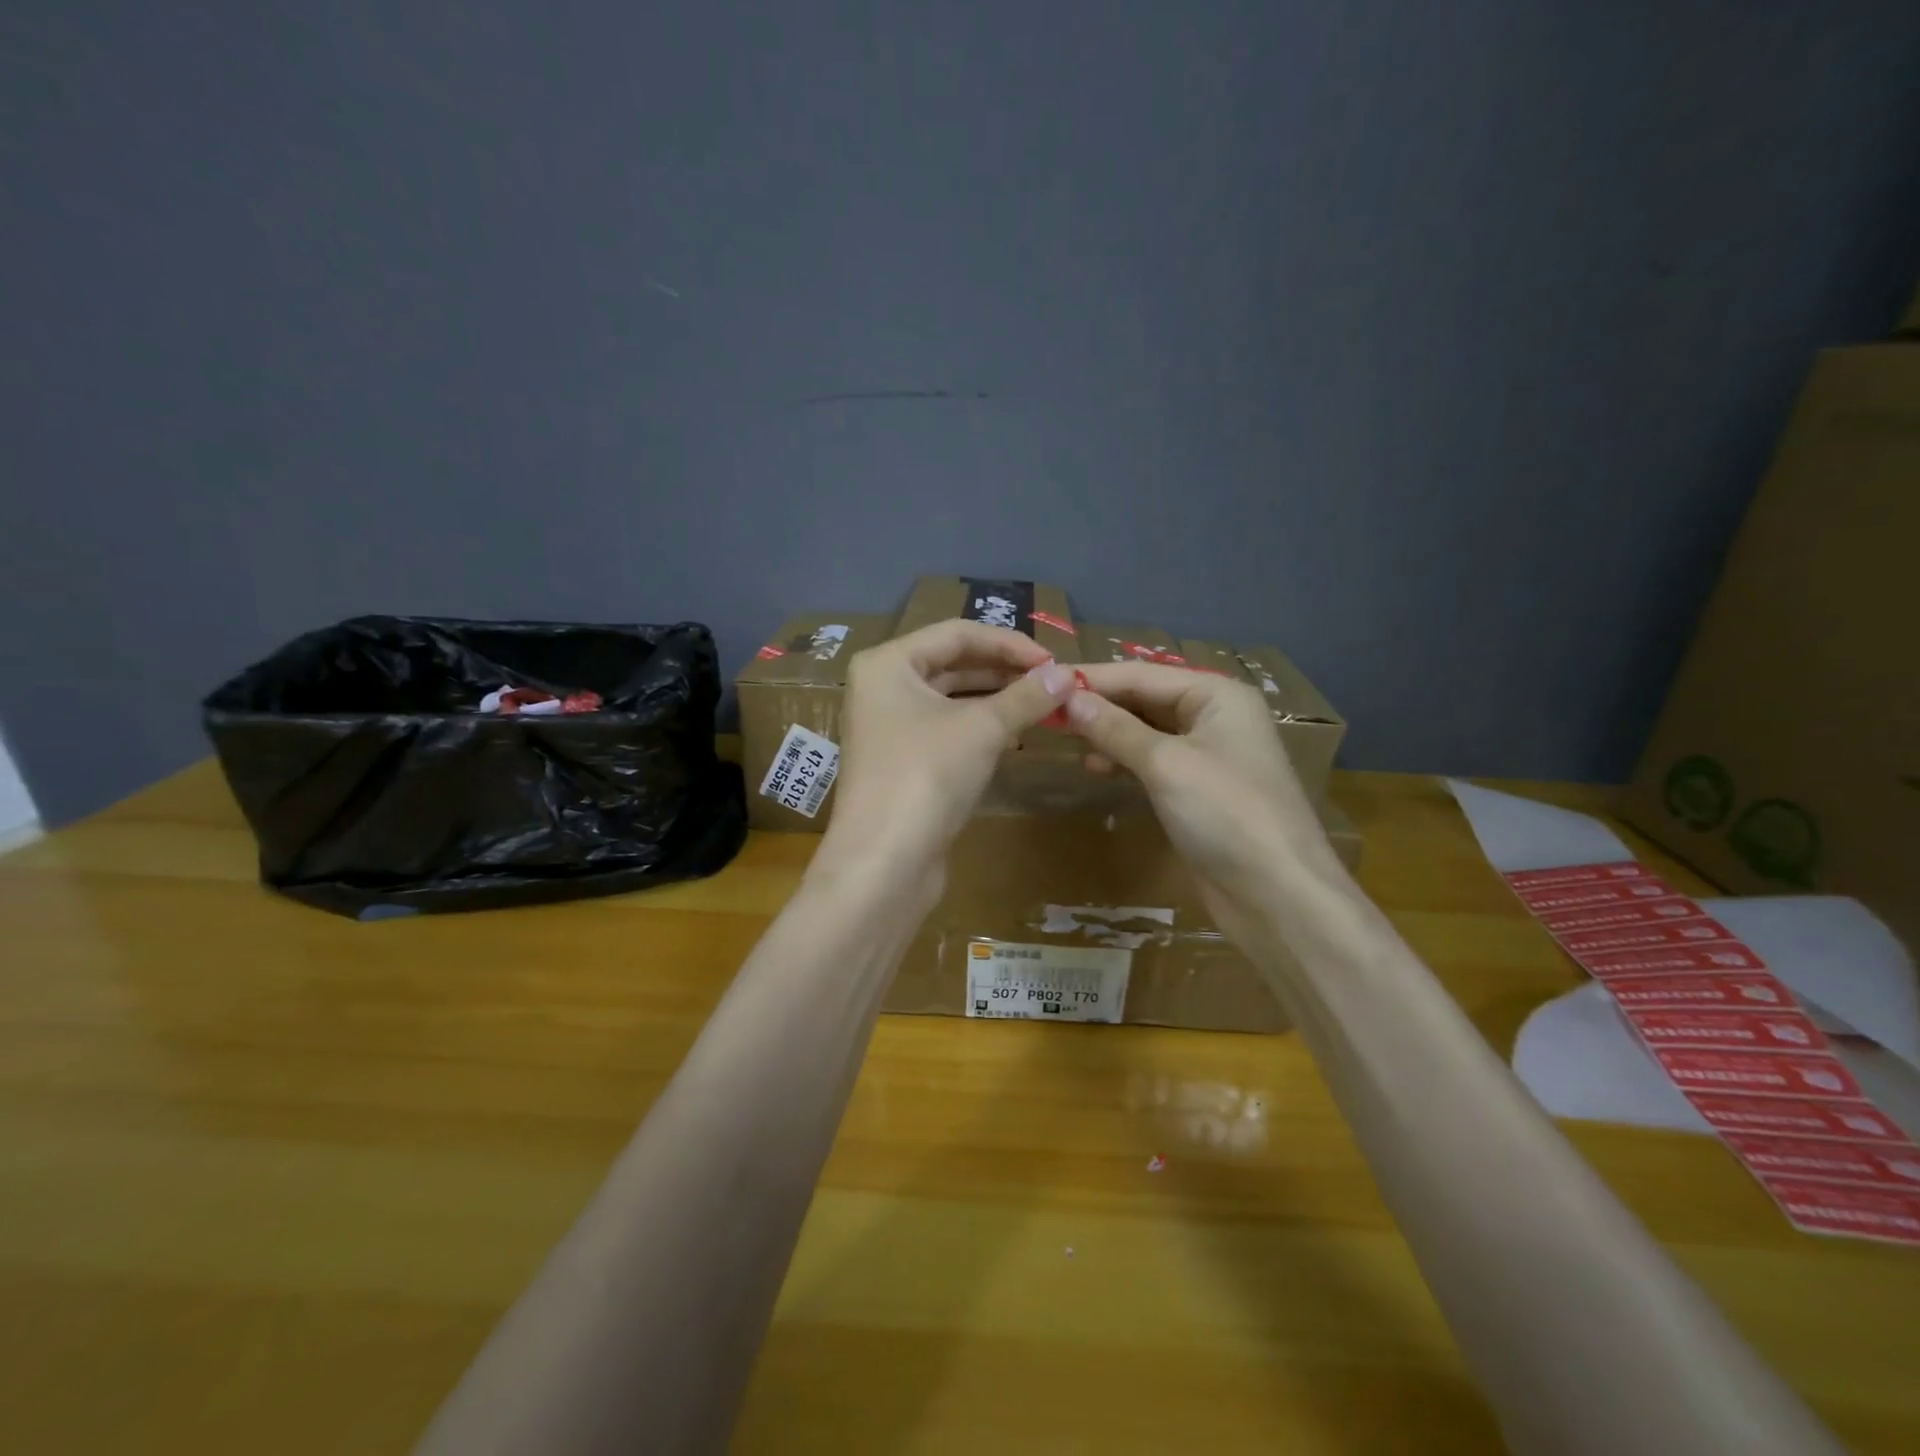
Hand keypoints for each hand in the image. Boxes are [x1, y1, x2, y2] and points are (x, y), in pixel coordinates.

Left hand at [813, 620, 1079, 898]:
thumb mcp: (983, 728)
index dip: (1010, 643)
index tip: (1055, 661)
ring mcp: (889, 727)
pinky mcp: (902, 762)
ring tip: (1043, 707)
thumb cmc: (926, 775)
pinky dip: (981, 728)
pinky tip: (1016, 735)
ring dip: (997, 700)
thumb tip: (1068, 674)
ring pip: (951, 699)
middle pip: (953, 663)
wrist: (884, 862)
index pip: (957, 633)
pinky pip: (947, 730)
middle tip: (1054, 683)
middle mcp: (882, 688)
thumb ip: (1027, 696)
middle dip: (1005, 671)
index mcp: (888, 663)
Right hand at [1065, 662, 1336, 934]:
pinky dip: (1125, 761)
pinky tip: (1096, 768)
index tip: (1044, 680)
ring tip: (1066, 738)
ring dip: (1109, 733)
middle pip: (1146, 699)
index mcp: (1217, 695)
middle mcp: (1215, 717)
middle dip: (1100, 705)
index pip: (1142, 675)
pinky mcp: (1200, 791)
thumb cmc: (1225, 813)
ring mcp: (1209, 755)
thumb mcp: (1165, 764)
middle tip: (1047, 711)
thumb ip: (1115, 728)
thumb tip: (1068, 698)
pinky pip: (1154, 762)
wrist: (1277, 895)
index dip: (1093, 679)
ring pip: (1147, 731)